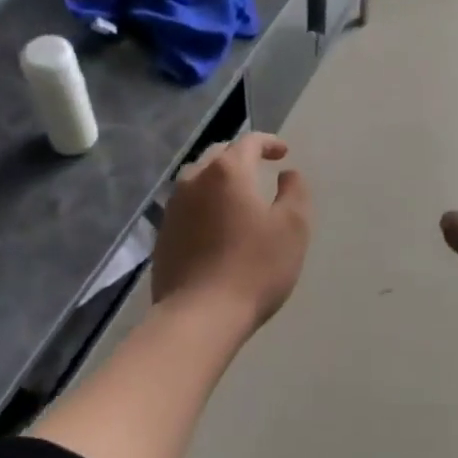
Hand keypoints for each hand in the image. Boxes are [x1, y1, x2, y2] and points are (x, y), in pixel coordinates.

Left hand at [153, 133, 312, 332]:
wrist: (199, 315)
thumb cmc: (254, 268)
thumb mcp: (293, 228)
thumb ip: (295, 192)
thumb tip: (287, 174)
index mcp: (228, 172)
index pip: (249, 142)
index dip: (269, 142)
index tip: (283, 153)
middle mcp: (195, 180)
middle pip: (218, 155)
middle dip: (241, 156)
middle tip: (260, 168)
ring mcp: (174, 207)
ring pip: (198, 178)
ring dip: (219, 178)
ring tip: (236, 194)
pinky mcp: (163, 234)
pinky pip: (187, 205)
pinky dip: (204, 202)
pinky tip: (215, 223)